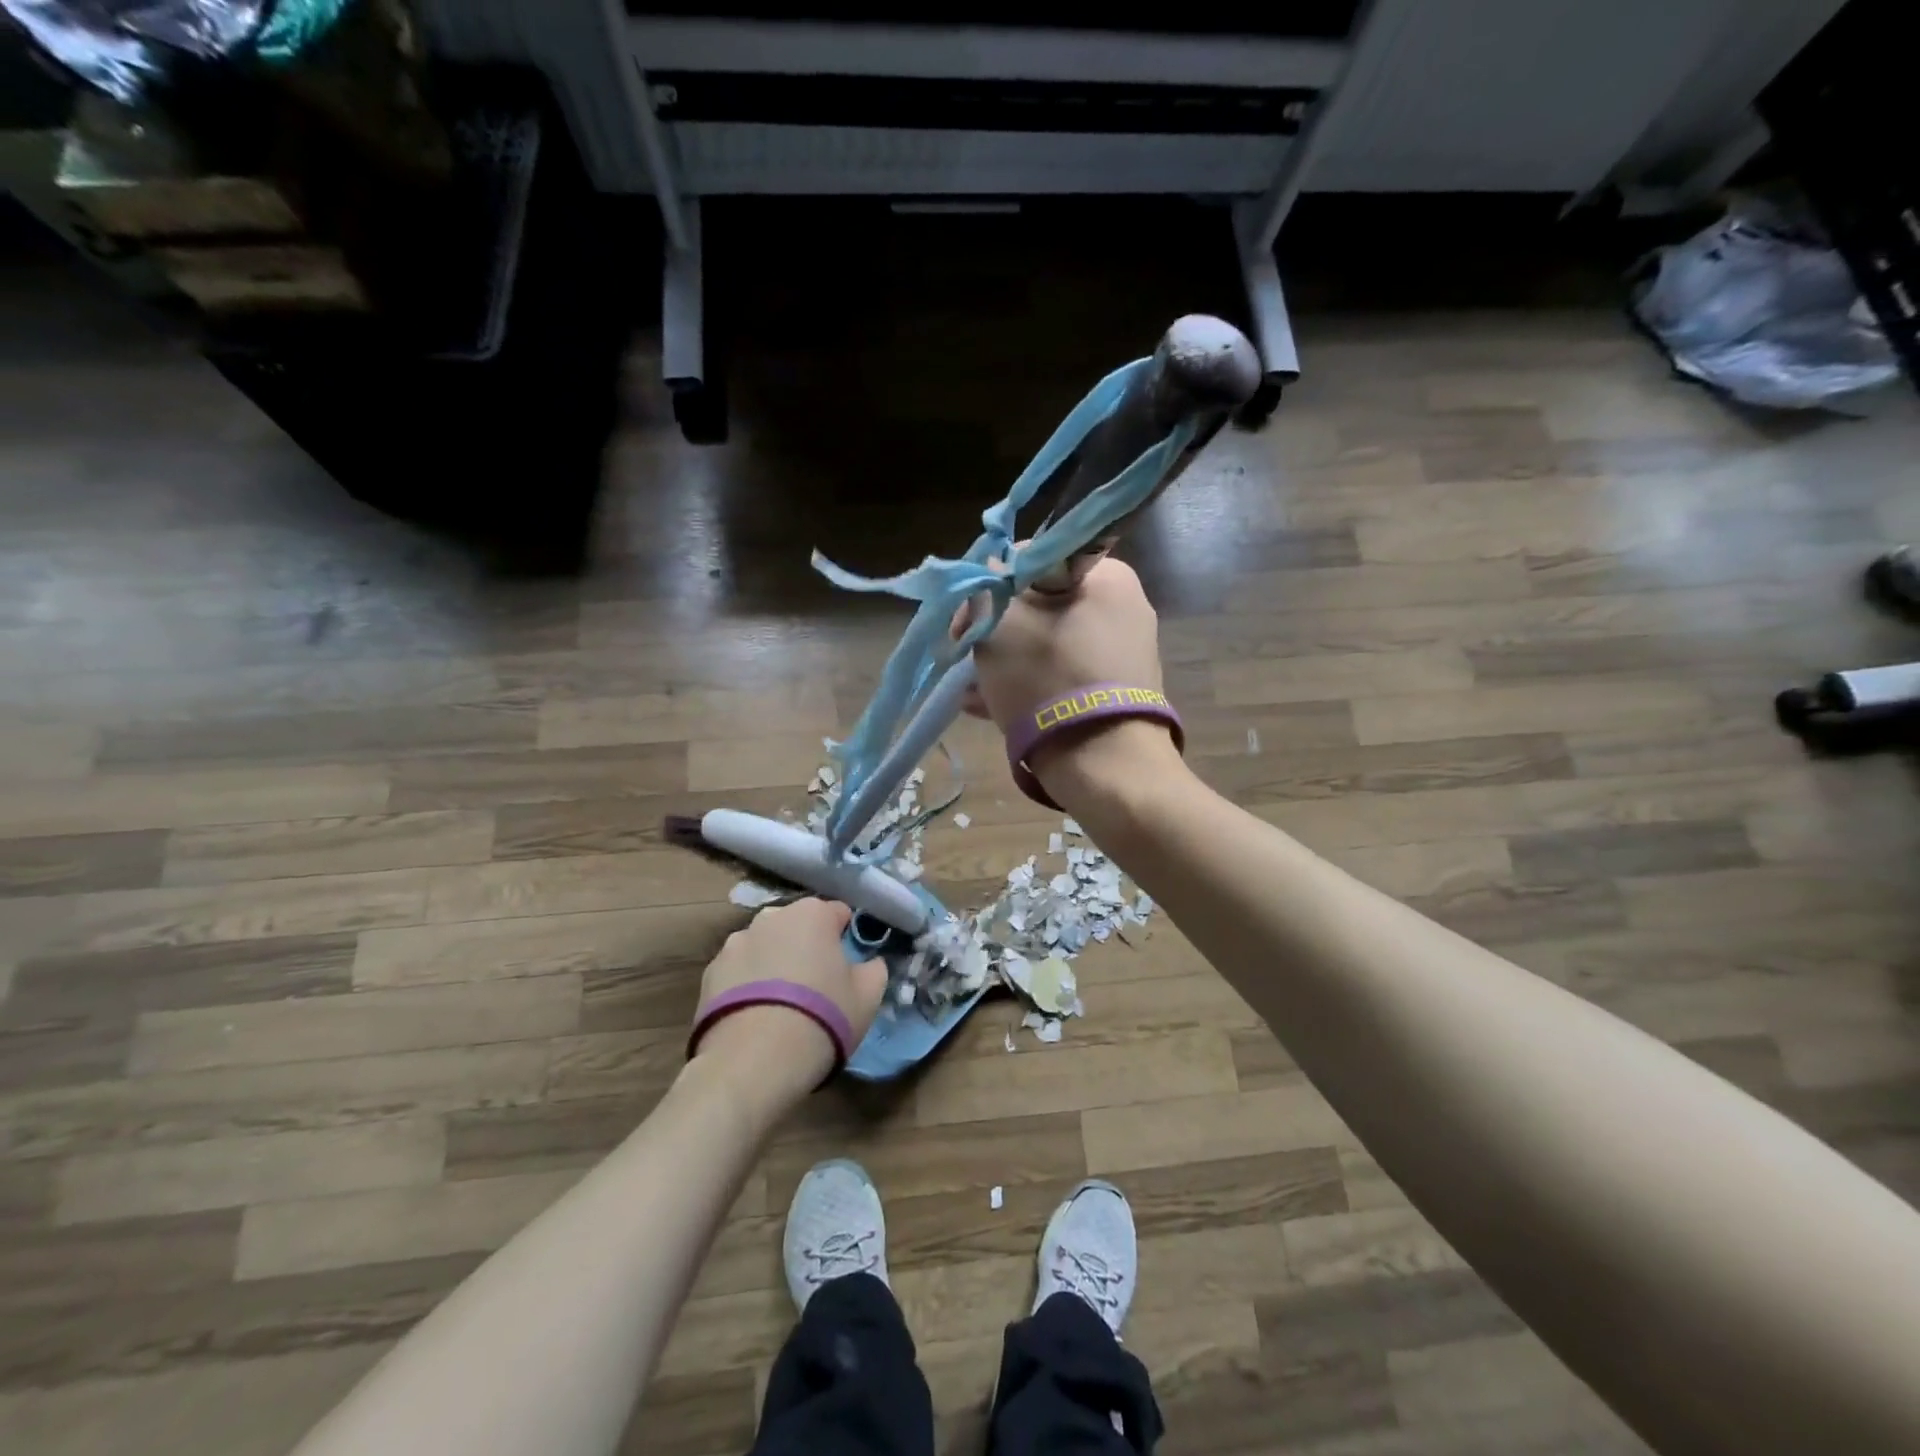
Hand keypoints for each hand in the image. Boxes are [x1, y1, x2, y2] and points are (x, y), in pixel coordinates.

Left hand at [691, 898, 886, 1108]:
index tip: (848, 967)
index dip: (845, 939)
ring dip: (774, 963)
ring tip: (780, 1004)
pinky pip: (739, 971)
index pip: (838, 914)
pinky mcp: (710, 972)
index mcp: (813, 913)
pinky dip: (747, 984)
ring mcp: (736, 942)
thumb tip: (868, 963)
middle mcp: (772, 917)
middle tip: (816, 985)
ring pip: (766, 947)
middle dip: (807, 946)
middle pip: (798, 926)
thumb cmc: (822, 1017)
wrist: (753, 1061)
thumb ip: (874, 969)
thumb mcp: (868, 996)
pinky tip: (755, 1016)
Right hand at [967, 556, 1181, 800]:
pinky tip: (989, 708)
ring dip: (1005, 663)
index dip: (988, 587)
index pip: (1032, 560)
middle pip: (1040, 607)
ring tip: (971, 692)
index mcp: (1107, 576)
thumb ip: (986, 588)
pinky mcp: (1118, 693)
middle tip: (965, 661)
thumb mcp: (1000, 623)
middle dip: (996, 633)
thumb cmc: (1046, 679)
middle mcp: (1124, 608)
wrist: (1103, 765)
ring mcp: (1124, 654)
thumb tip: (988, 577)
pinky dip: (1030, 686)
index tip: (963, 626)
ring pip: (1048, 645)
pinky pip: (1064, 677)